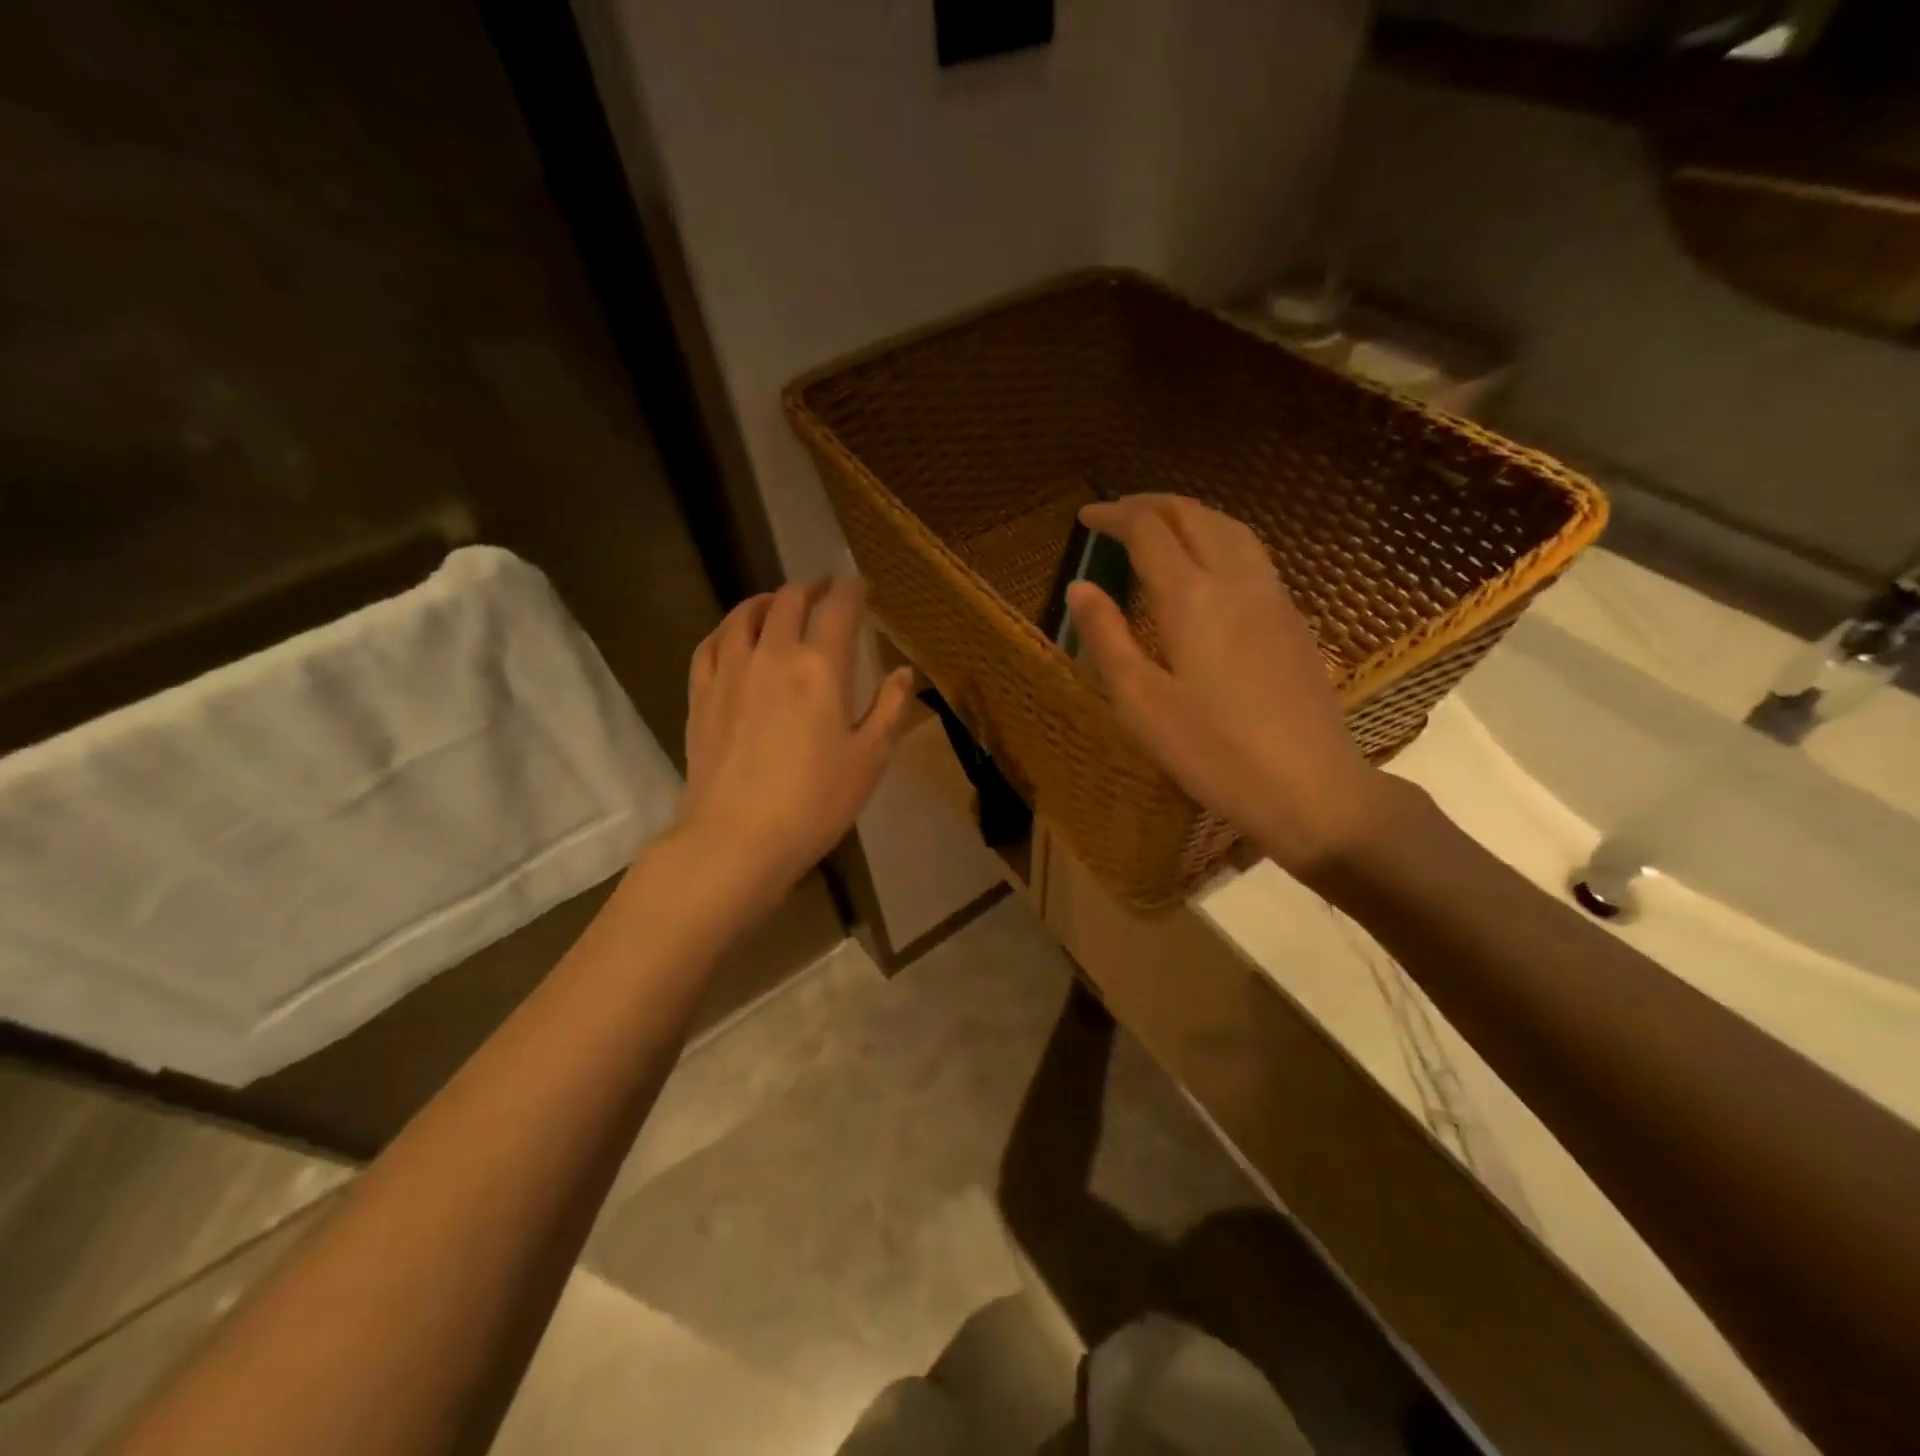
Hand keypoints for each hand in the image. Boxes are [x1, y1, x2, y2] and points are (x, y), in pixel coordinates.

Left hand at [677, 577, 912, 909]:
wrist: (737, 837)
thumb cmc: (815, 801)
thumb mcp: (869, 759)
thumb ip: (890, 709)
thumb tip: (903, 672)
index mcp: (821, 667)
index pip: (838, 608)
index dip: (850, 589)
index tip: (858, 585)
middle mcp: (773, 654)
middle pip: (789, 600)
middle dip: (811, 589)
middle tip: (824, 592)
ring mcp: (730, 670)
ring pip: (744, 614)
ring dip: (767, 600)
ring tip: (778, 604)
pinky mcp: (701, 693)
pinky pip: (710, 643)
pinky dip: (727, 628)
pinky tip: (734, 636)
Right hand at [1065, 495, 1394, 877]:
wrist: (1310, 785)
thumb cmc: (1213, 750)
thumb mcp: (1140, 702)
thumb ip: (1106, 637)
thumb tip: (1080, 587)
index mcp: (1192, 596)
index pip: (1148, 530)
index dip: (1114, 516)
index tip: (1085, 517)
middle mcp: (1236, 580)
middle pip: (1194, 515)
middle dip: (1151, 505)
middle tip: (1117, 514)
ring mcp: (1273, 597)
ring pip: (1231, 528)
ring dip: (1190, 516)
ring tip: (1160, 529)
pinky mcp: (1293, 620)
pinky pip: (1252, 554)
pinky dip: (1218, 539)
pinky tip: (1208, 568)